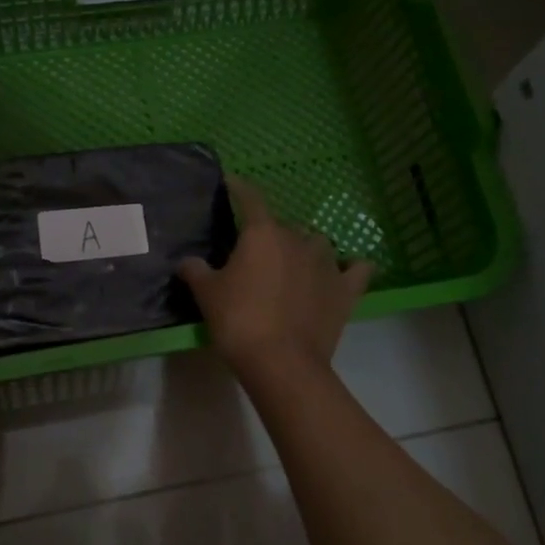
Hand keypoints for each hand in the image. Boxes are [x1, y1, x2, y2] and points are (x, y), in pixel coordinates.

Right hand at [177, 175, 373, 378]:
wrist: (281, 361)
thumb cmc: (238, 320)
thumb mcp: (206, 295)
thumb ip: (195, 271)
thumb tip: (188, 262)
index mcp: (262, 234)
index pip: (250, 199)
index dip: (240, 188)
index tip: (232, 183)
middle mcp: (297, 239)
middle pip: (283, 226)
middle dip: (269, 234)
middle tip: (254, 255)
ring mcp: (327, 264)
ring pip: (317, 243)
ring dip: (305, 248)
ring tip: (293, 264)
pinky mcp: (346, 290)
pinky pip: (356, 268)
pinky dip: (350, 267)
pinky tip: (345, 270)